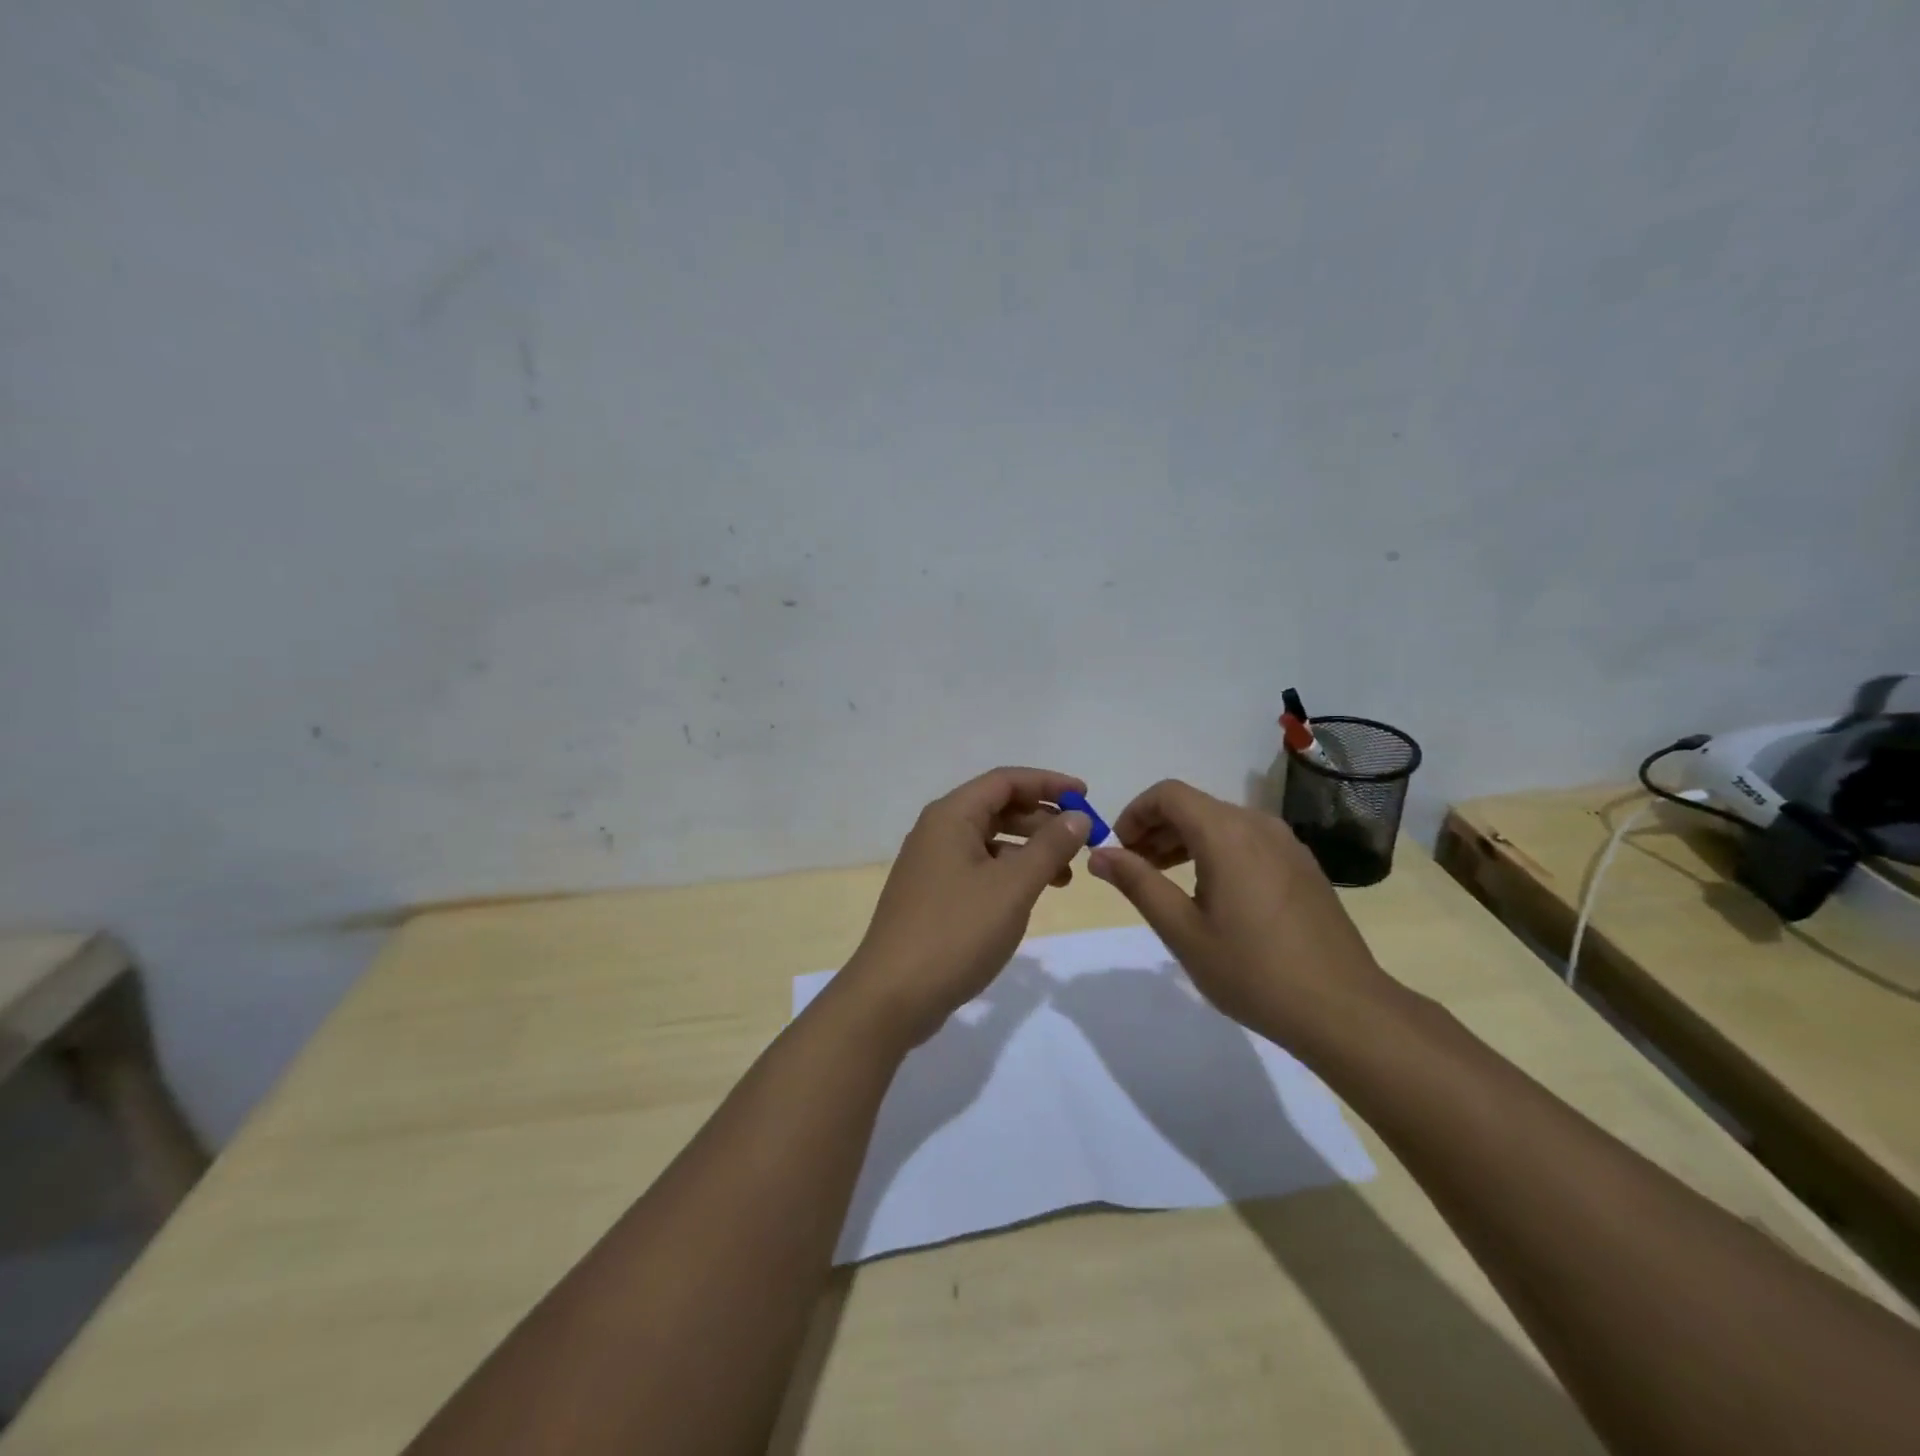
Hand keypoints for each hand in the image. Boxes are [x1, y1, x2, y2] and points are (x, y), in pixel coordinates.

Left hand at [839, 767, 1091, 1045]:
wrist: (892, 995)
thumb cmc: (956, 932)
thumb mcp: (1012, 887)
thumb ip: (1049, 847)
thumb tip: (1077, 816)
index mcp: (951, 816)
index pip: (1006, 781)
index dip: (1048, 783)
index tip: (1086, 796)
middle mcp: (937, 831)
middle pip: (997, 808)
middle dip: (1042, 819)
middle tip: (1081, 841)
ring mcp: (932, 864)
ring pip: (989, 841)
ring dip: (1029, 850)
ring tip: (1065, 876)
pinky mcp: (933, 895)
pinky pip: (979, 868)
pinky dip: (1009, 873)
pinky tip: (1029, 896)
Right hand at [1087, 779, 1397, 1044]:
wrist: (1344, 1009)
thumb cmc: (1253, 970)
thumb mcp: (1182, 930)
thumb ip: (1137, 883)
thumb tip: (1099, 854)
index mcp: (1226, 833)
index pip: (1168, 794)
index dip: (1134, 813)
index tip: (1118, 850)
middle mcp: (1257, 825)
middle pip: (1194, 805)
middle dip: (1155, 829)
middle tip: (1133, 870)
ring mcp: (1286, 843)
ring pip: (1221, 822)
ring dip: (1184, 841)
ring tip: (1164, 881)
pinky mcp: (1301, 865)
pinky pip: (1247, 840)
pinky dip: (1215, 852)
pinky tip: (1210, 894)